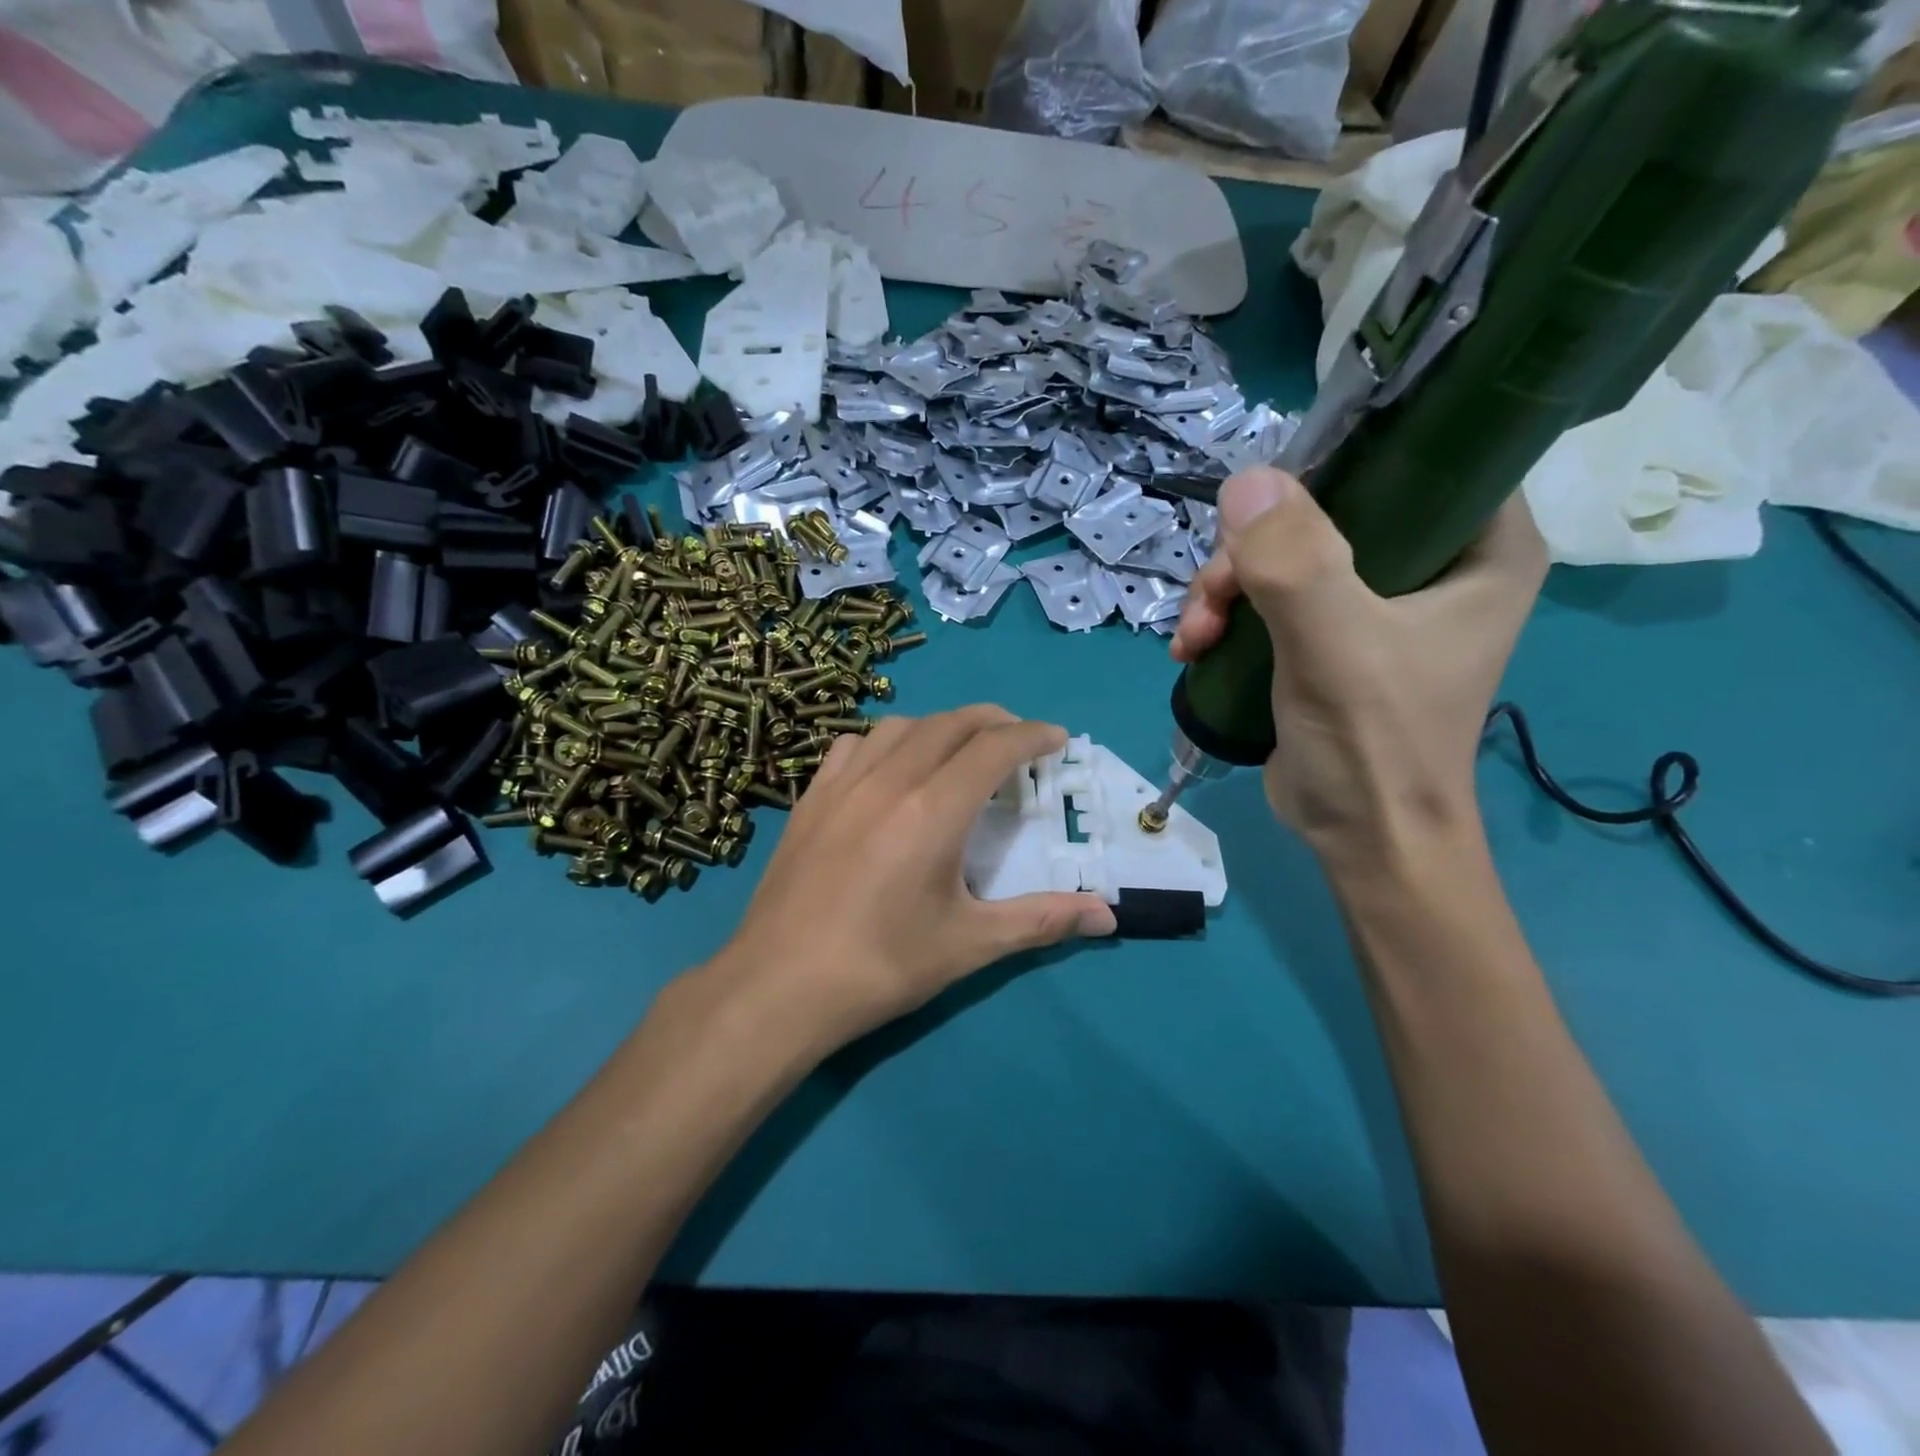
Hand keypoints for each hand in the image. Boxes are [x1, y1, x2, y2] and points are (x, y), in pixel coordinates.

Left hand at [696, 706, 1117, 1056]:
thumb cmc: (881, 966)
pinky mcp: (809, 800)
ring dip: (941, 726)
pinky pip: (853, 746)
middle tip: (1019, 740)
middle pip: (950, 724)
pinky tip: (889, 768)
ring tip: (959, 748)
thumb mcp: (970, 945)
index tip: (1057, 738)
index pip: (994, 748)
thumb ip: (1042, 921)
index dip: (1032, 735)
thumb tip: (1108, 916)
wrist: (778, 987)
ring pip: (900, 726)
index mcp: (933, 810)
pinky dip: (886, 741)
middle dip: (994, 721)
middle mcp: (888, 781)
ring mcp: (842, 785)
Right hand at [1171, 468, 1545, 861]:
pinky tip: (1192, 648)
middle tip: (1211, 597)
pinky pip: (1267, 597)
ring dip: (1224, 589)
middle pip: (1326, 511)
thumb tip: (1244, 480)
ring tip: (1193, 637)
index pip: (1419, 457)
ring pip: (1283, 555)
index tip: (1270, 496)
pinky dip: (1224, 616)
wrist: (1361, 838)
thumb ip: (1294, 563)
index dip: (1341, 459)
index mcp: (1480, 547)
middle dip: (1252, 551)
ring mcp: (1374, 603)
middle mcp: (1432, 564)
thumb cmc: (1375, 743)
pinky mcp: (1327, 637)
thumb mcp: (1336, 646)